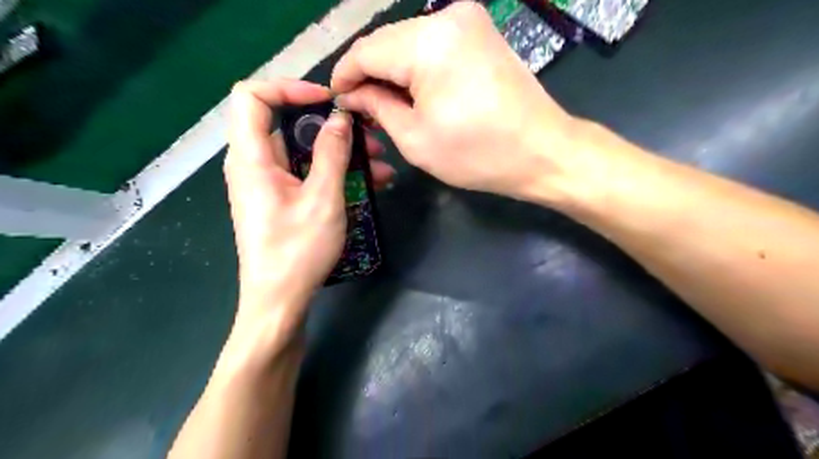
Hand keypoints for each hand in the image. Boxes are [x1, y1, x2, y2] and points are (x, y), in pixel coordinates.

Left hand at [223, 79, 390, 322]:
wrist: (279, 301)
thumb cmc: (297, 251)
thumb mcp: (322, 199)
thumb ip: (331, 153)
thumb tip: (339, 118)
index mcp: (251, 158)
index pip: (252, 97)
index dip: (289, 88)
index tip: (328, 102)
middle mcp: (254, 164)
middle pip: (287, 125)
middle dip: (330, 127)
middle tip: (369, 138)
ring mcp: (268, 184)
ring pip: (304, 153)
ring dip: (341, 154)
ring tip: (380, 167)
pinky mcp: (281, 200)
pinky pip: (307, 175)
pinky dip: (334, 174)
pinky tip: (370, 185)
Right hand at [332, 2, 582, 201]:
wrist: (542, 152)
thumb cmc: (477, 154)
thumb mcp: (415, 138)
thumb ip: (377, 108)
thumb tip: (352, 95)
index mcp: (427, 43)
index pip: (365, 51)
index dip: (344, 76)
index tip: (336, 100)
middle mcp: (447, 17)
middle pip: (387, 42)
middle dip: (369, 75)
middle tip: (361, 109)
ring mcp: (469, 20)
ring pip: (409, 42)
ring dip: (393, 71)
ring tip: (386, 105)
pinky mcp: (481, 32)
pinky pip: (433, 45)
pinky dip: (417, 67)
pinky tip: (414, 92)